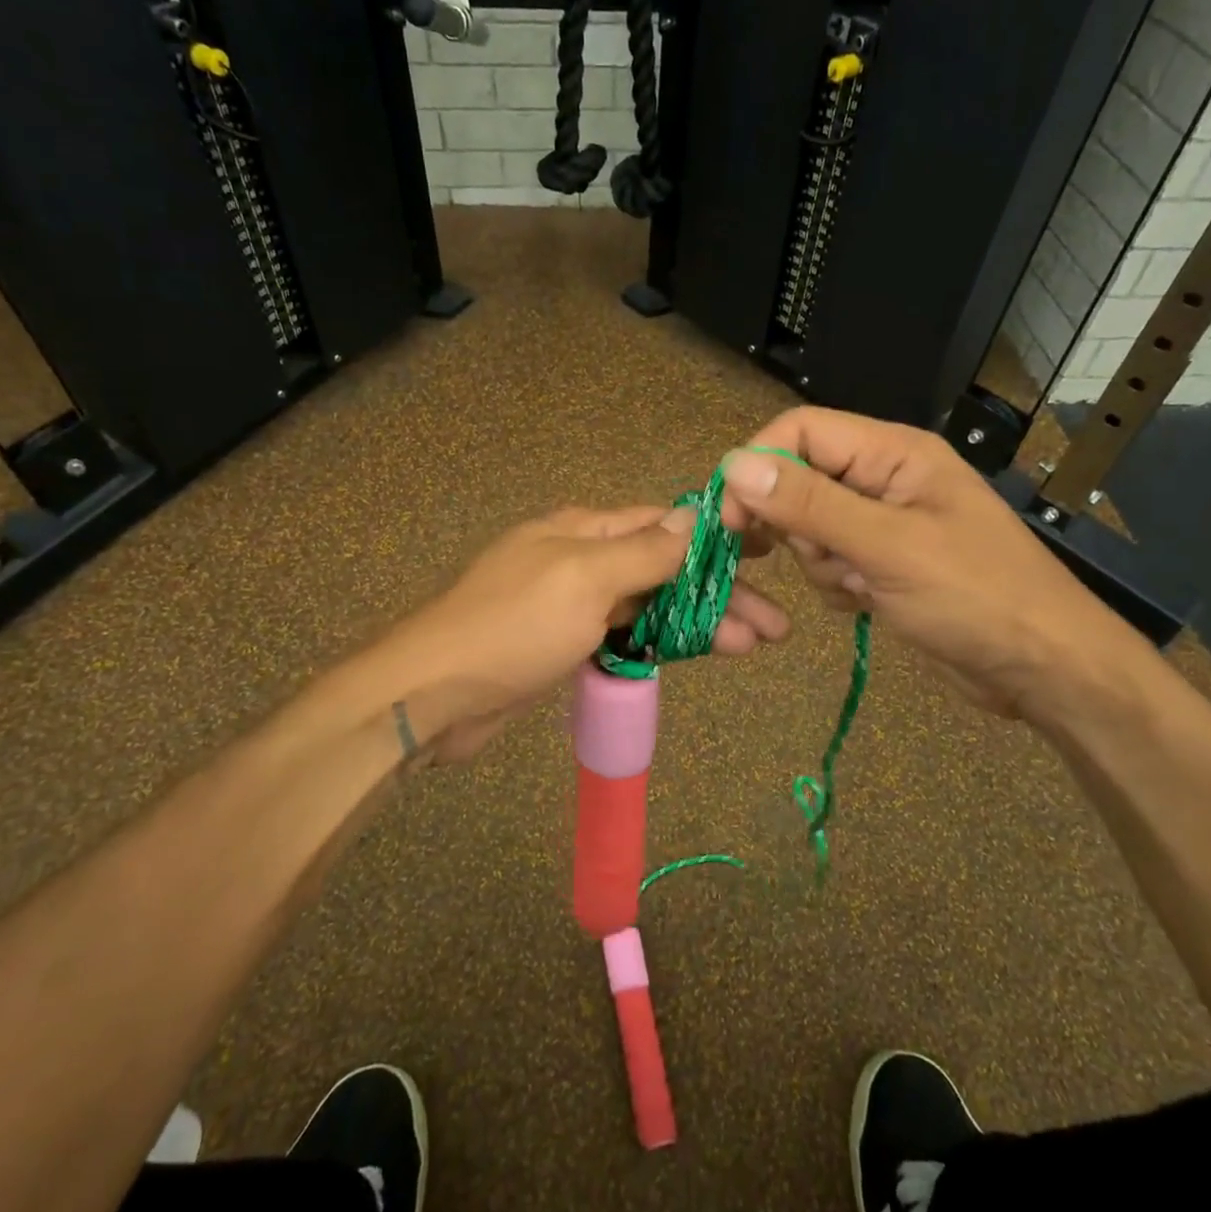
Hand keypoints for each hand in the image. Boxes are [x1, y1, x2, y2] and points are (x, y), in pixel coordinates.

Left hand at [374, 505, 788, 760]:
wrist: (435, 694)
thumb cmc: (512, 626)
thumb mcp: (583, 578)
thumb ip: (643, 551)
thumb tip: (695, 517)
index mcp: (585, 530)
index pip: (664, 523)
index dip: (717, 537)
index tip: (768, 552)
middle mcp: (583, 558)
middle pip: (665, 568)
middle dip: (720, 592)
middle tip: (776, 625)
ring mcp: (575, 604)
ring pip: (652, 604)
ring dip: (701, 622)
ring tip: (755, 645)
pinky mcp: (568, 644)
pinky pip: (628, 635)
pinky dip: (665, 643)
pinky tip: (700, 654)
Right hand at [717, 408, 1135, 720]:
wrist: (1041, 670)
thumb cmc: (977, 597)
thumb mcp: (888, 547)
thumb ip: (809, 504)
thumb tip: (734, 465)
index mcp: (892, 453)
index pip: (801, 431)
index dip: (759, 466)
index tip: (731, 519)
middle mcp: (883, 479)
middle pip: (798, 480)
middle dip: (796, 527)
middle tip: (829, 561)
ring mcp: (881, 523)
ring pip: (808, 527)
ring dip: (820, 562)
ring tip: (864, 586)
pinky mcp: (880, 563)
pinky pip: (828, 562)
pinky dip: (836, 585)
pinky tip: (870, 603)